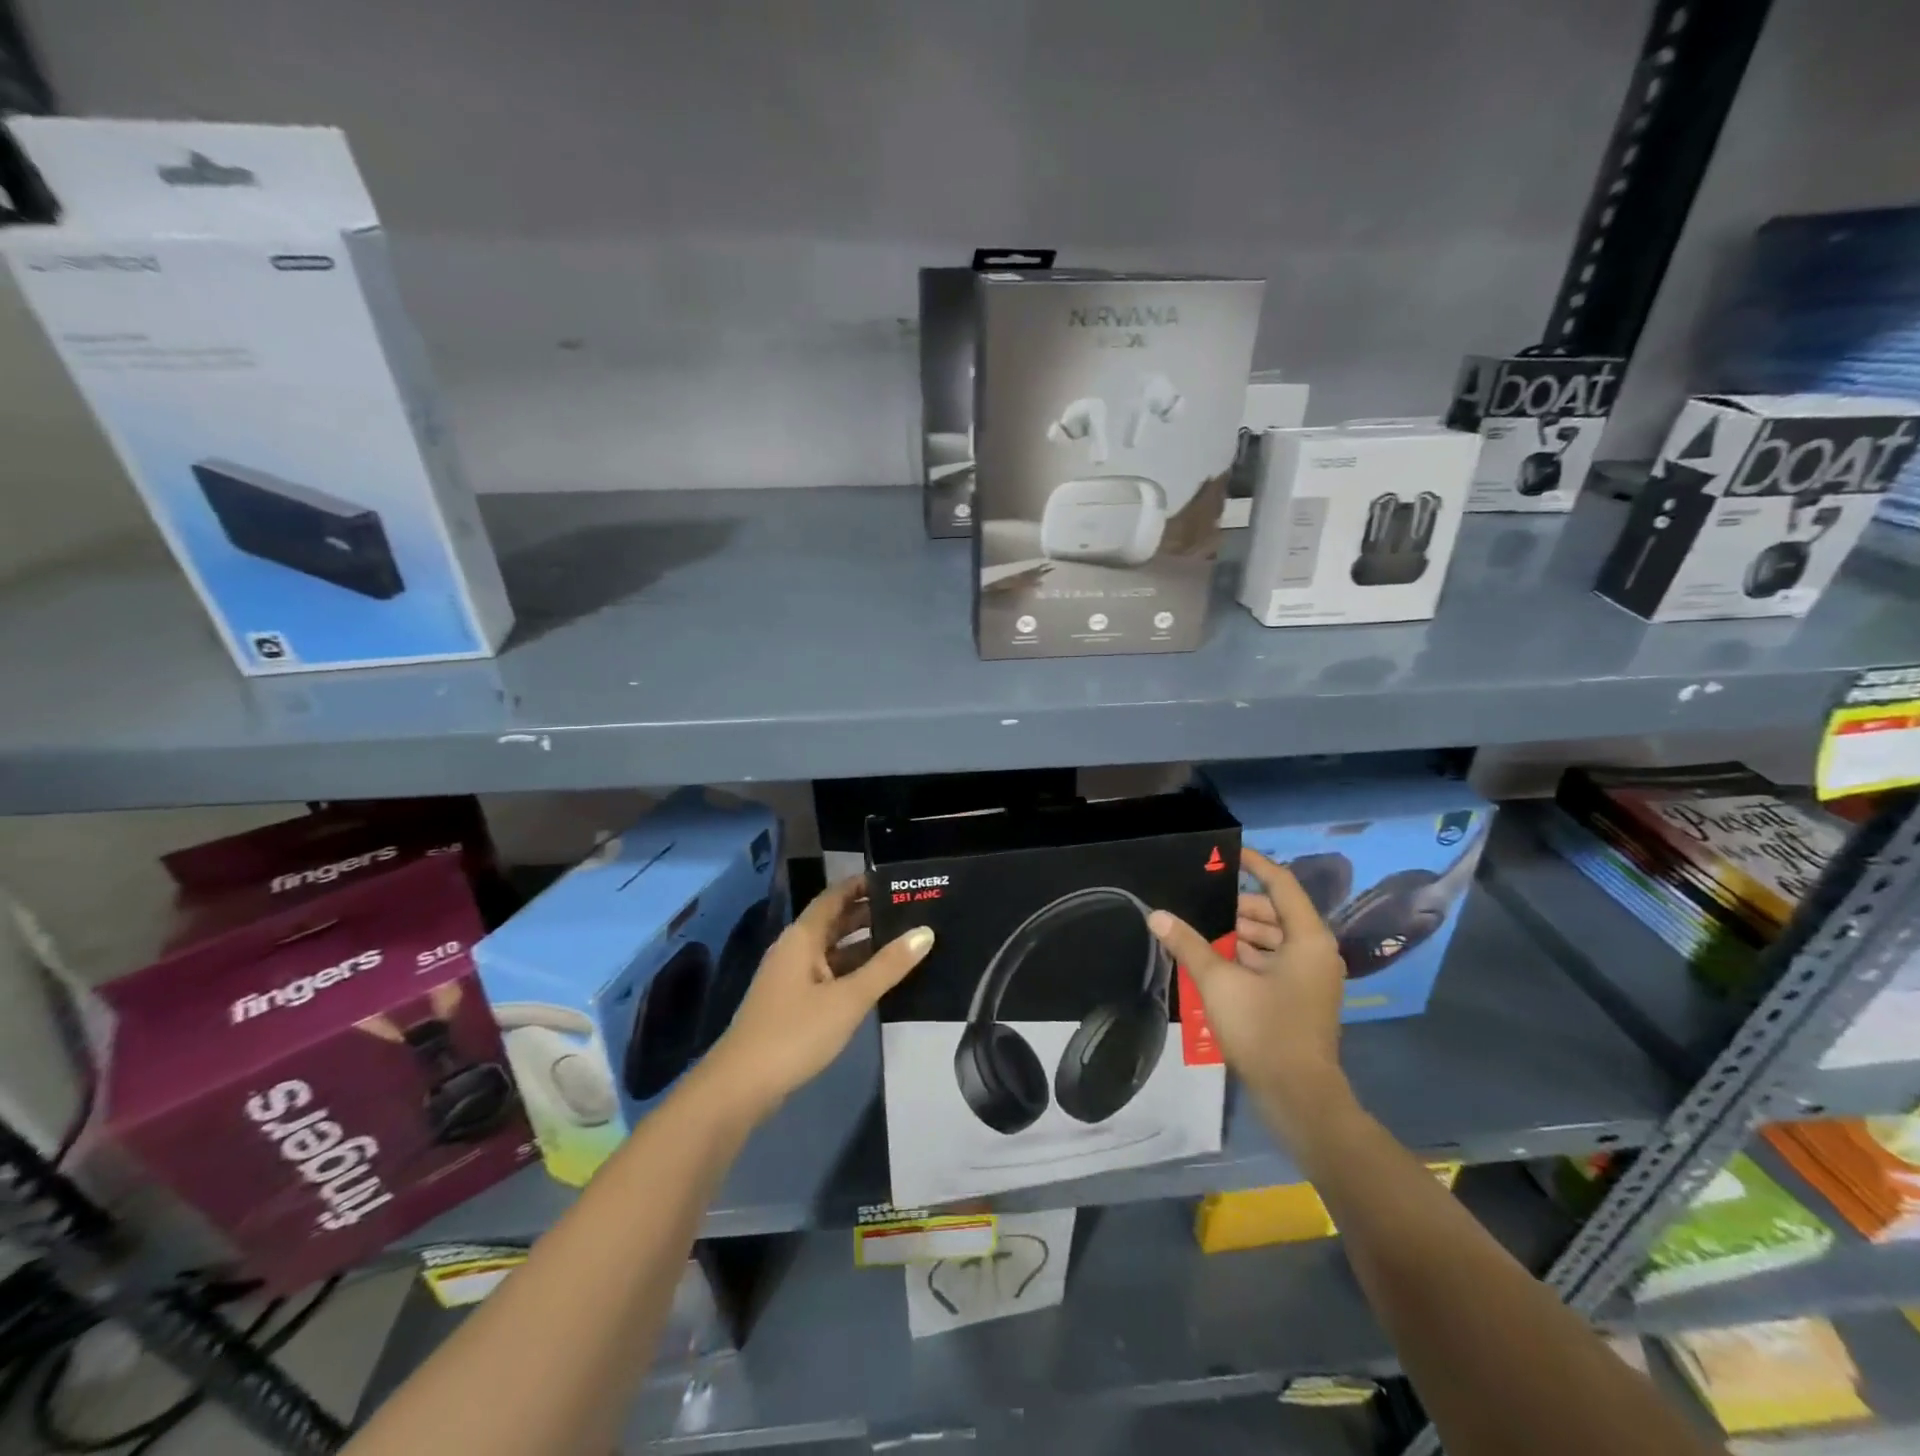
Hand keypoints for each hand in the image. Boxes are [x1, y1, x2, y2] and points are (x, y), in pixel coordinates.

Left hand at [700, 877, 933, 1123]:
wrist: (741, 1087)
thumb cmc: (795, 1032)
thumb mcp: (848, 998)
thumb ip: (888, 965)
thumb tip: (925, 932)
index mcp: (802, 937)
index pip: (835, 896)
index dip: (862, 885)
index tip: (897, 881)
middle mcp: (795, 949)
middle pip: (835, 922)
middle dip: (870, 915)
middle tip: (912, 911)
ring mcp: (792, 978)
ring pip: (833, 951)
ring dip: (864, 946)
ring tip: (905, 942)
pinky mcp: (793, 1004)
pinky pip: (829, 975)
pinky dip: (854, 972)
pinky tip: (879, 981)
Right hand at [1147, 847, 1349, 1129]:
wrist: (1298, 1097)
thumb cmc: (1264, 1030)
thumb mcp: (1219, 982)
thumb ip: (1188, 944)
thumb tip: (1156, 915)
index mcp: (1307, 939)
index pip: (1281, 884)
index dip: (1254, 864)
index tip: (1225, 853)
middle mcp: (1315, 952)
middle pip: (1275, 913)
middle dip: (1237, 907)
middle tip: (1200, 903)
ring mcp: (1311, 978)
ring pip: (1273, 940)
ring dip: (1240, 934)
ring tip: (1201, 932)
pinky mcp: (1301, 999)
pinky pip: (1274, 963)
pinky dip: (1247, 957)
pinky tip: (1214, 962)